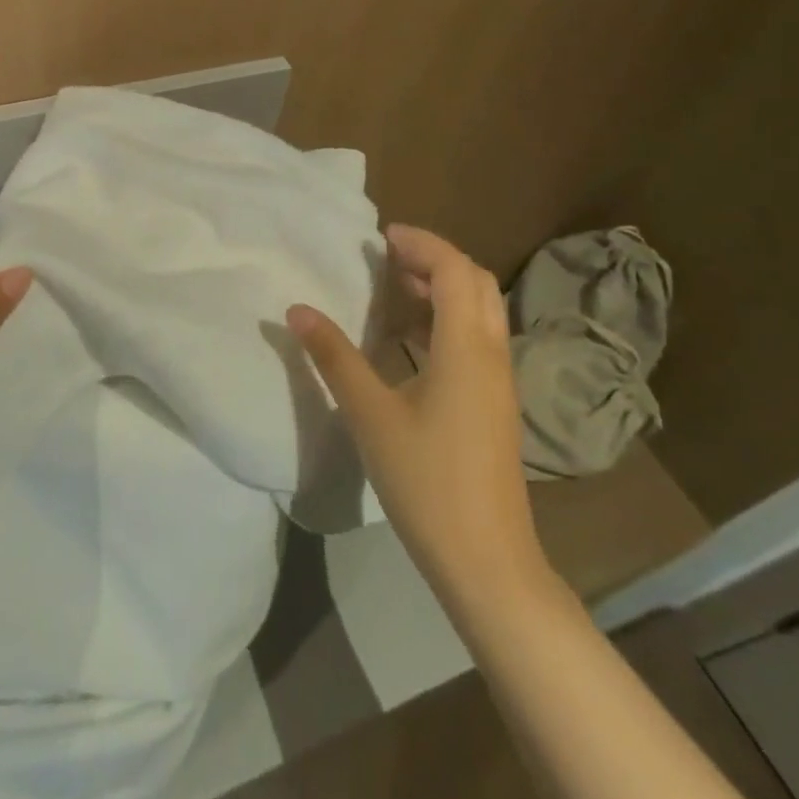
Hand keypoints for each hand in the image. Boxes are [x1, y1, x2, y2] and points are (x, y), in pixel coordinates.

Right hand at [289, 224, 546, 601]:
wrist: (488, 562)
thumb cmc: (426, 480)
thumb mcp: (370, 414)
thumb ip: (334, 356)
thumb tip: (297, 310)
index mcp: (466, 347)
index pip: (454, 269)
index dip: (421, 243)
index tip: (381, 236)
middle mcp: (492, 353)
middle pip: (476, 282)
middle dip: (434, 260)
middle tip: (387, 259)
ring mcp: (500, 381)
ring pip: (481, 311)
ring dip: (443, 289)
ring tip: (394, 290)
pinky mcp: (497, 404)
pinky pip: (477, 338)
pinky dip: (448, 319)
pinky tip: (410, 341)